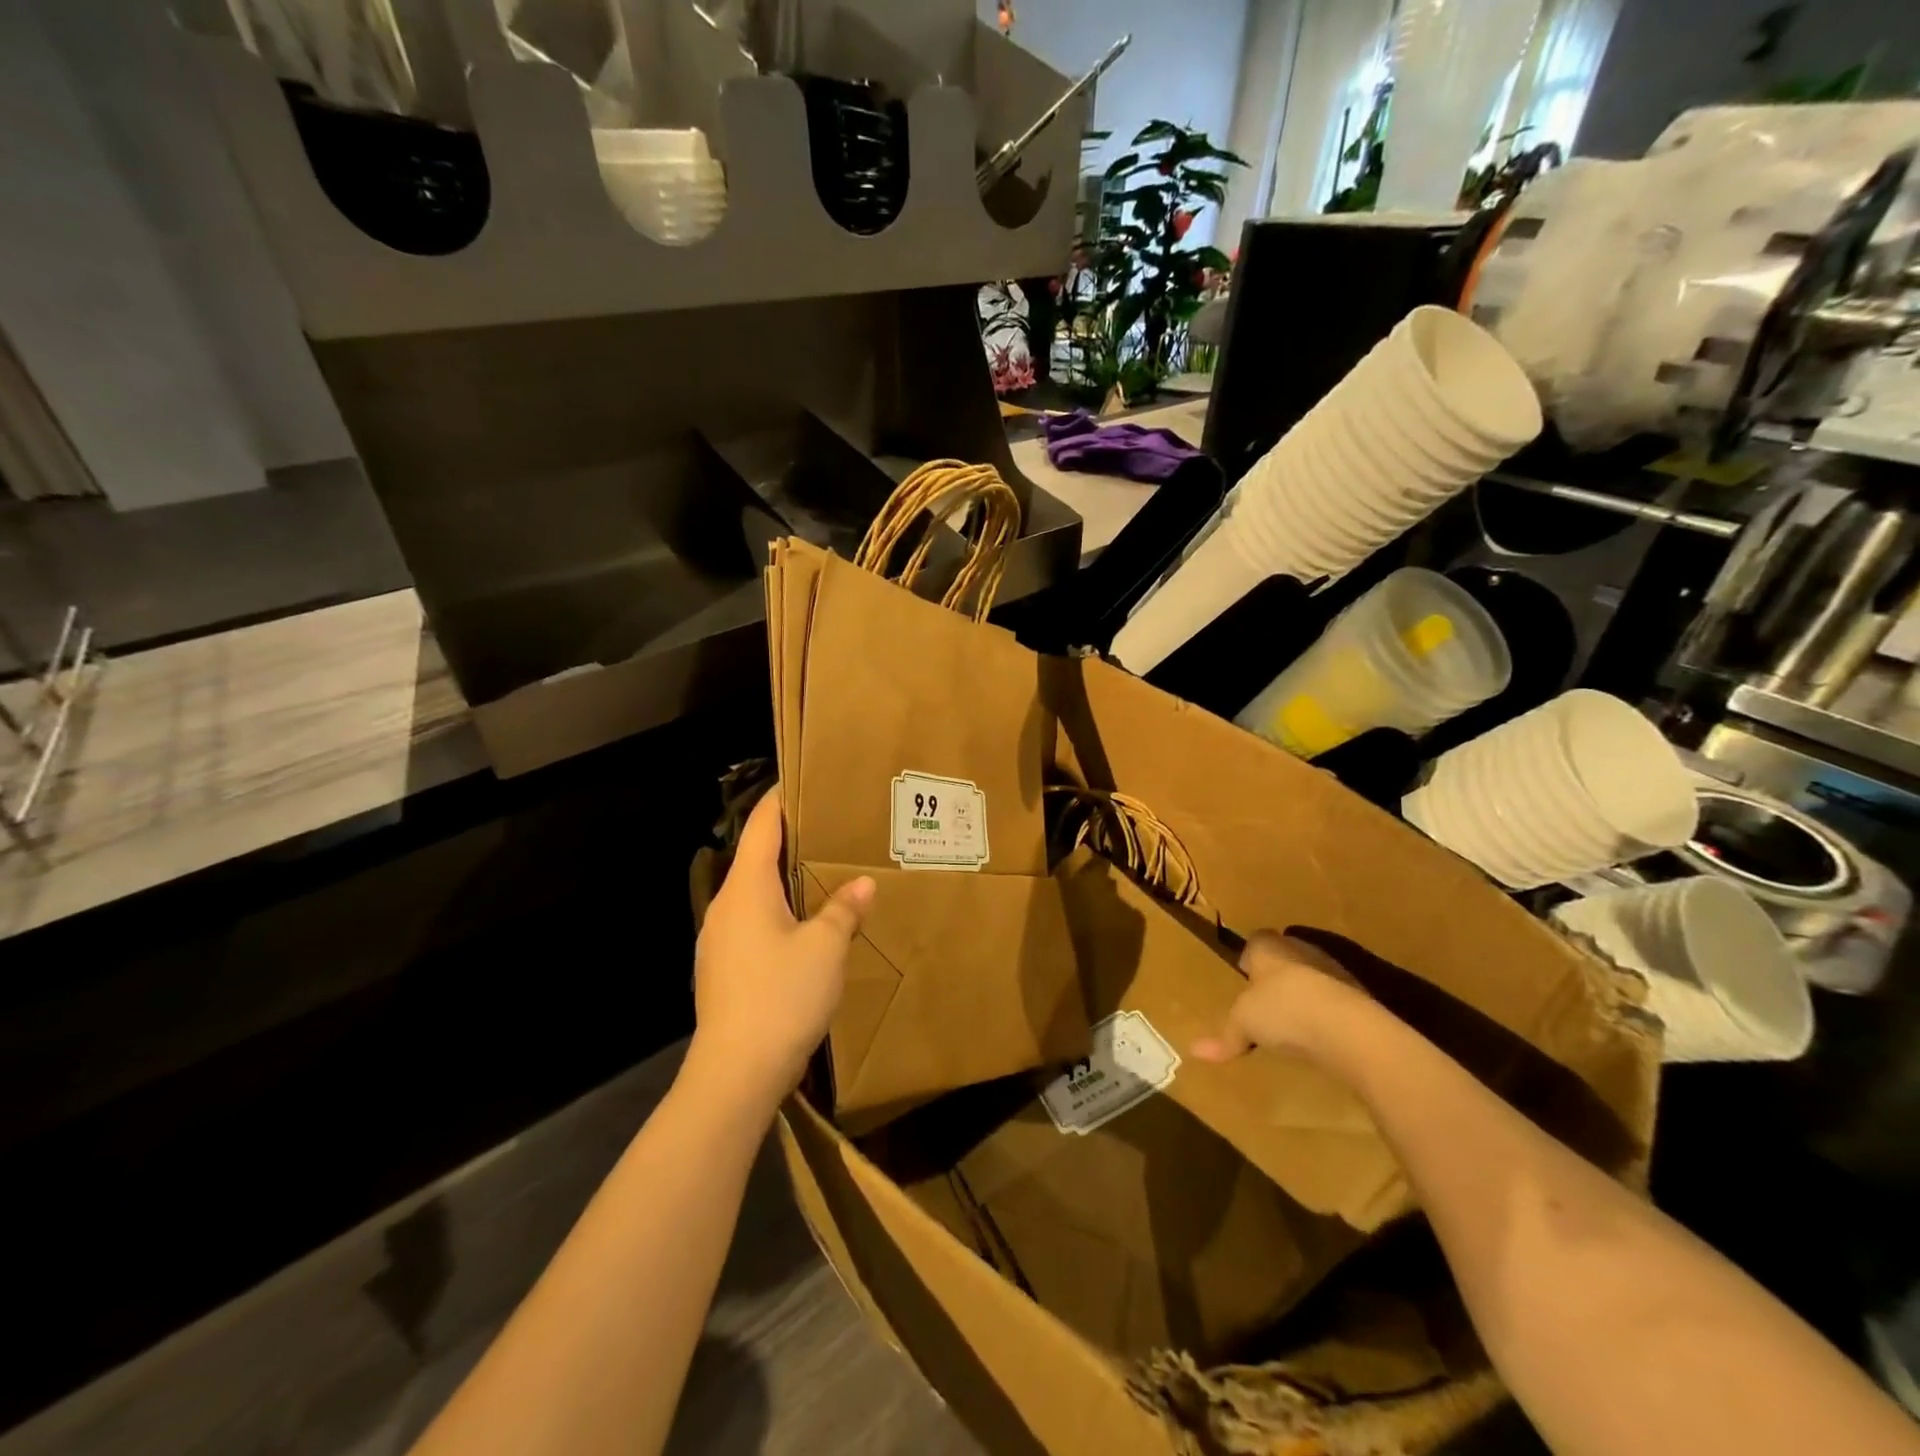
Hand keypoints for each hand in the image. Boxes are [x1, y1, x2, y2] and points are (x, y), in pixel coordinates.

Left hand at [689, 786, 873, 1106]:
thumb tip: (861, 884)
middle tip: (828, 828)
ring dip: (783, 879)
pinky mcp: (722, 969)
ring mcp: (718, 940)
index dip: (779, 799)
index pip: (760, 826)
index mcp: (745, 888)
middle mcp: (724, 906)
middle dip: (788, 840)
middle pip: (755, 857)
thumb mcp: (825, 947)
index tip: (801, 780)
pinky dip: (777, 911)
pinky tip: (803, 927)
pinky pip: (752, 923)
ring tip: (822, 874)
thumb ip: (843, 910)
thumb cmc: (781, 996)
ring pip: (753, 893)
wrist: (735, 1074)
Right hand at [1190, 930, 1359, 1062]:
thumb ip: (1224, 1036)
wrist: (1347, 1027)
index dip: (1249, 956)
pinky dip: (1326, 1012)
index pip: (1256, 941)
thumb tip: (1195, 1051)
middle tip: (1265, 1000)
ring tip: (1293, 1021)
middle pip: (1285, 956)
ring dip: (1304, 993)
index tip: (1244, 974)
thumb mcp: (1243, 1024)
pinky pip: (1334, 999)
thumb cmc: (1283, 1010)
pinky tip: (1320, 1034)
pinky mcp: (1358, 995)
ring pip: (1312, 976)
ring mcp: (1333, 970)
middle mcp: (1300, 949)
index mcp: (1268, 947)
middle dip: (1277, 975)